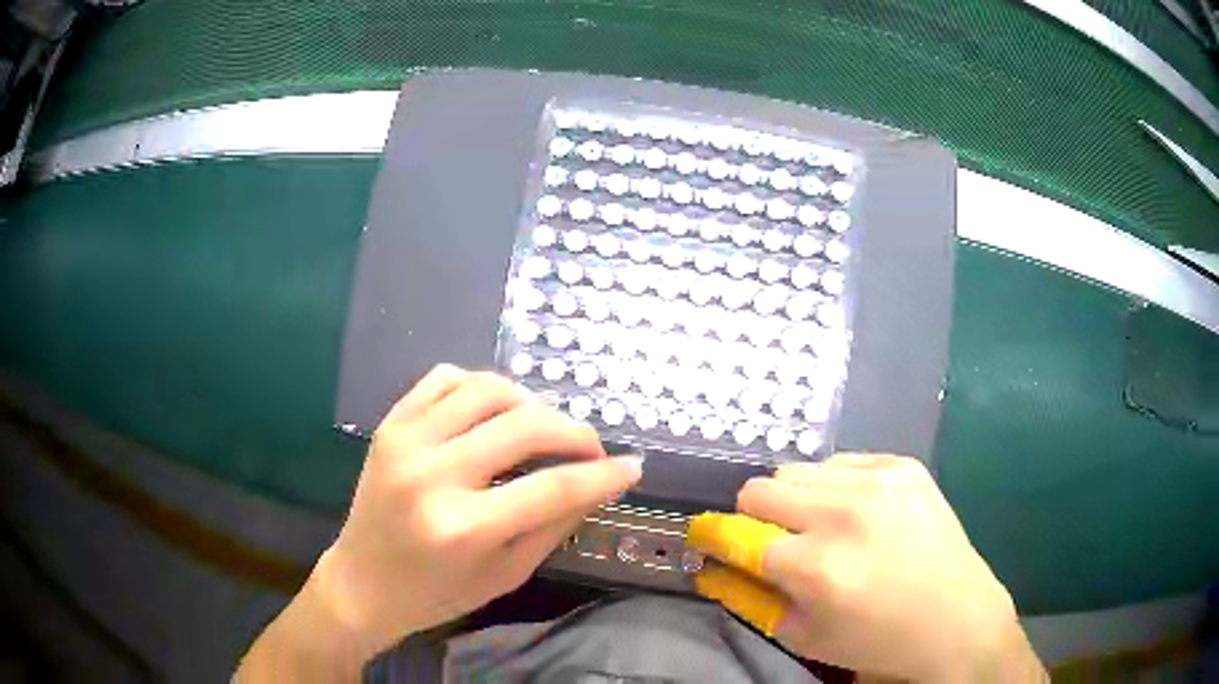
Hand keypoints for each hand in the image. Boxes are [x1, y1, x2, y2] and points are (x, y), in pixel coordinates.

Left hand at [237, 365, 640, 680]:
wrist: (361, 581)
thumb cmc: (435, 593)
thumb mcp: (505, 575)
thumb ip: (553, 525)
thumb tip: (599, 483)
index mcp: (463, 529)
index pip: (553, 489)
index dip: (603, 475)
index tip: (632, 467)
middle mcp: (432, 476)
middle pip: (525, 427)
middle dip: (574, 433)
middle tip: (590, 449)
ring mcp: (405, 441)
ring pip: (488, 389)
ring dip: (531, 402)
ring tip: (543, 428)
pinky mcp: (390, 424)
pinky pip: (445, 378)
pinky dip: (481, 386)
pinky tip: (492, 412)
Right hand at [689, 454, 1044, 682]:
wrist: (956, 618)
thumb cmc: (876, 639)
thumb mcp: (802, 635)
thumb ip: (748, 596)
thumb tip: (710, 564)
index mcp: (816, 567)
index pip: (735, 534)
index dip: (713, 536)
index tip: (708, 539)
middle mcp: (844, 513)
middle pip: (760, 488)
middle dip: (757, 518)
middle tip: (778, 544)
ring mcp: (878, 480)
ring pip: (798, 471)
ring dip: (797, 502)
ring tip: (823, 529)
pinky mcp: (902, 465)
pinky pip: (841, 462)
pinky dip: (834, 487)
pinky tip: (858, 515)